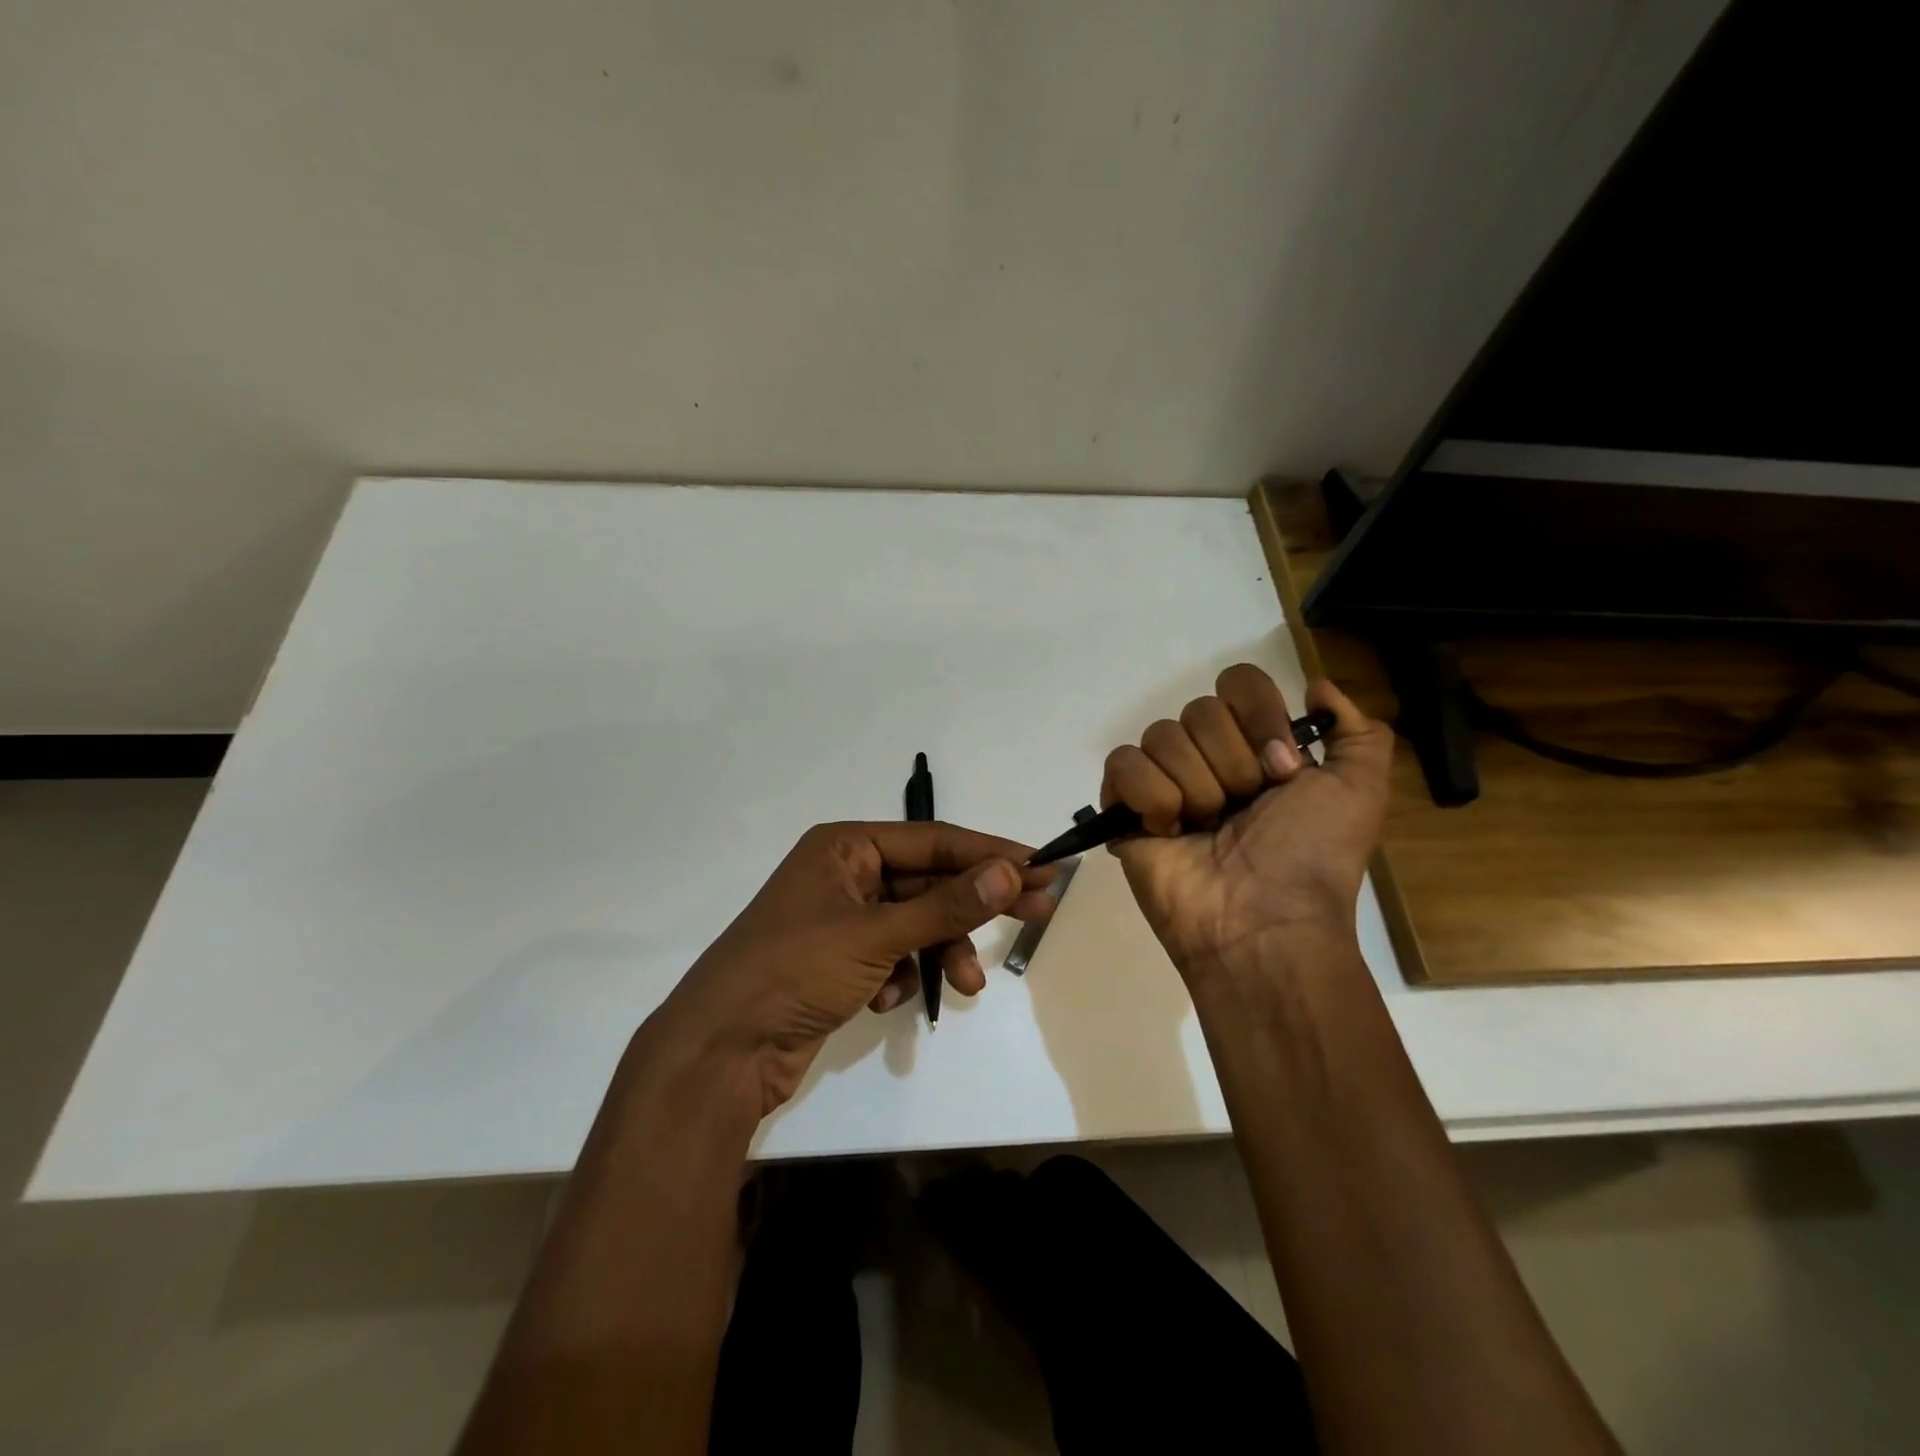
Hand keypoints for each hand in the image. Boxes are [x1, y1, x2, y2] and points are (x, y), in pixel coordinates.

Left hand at [656, 822, 1056, 1114]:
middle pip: (928, 881)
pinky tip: (887, 999)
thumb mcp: (877, 934)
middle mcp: (844, 874)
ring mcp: (841, 919)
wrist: (721, 1049)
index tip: (1039, 867)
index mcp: (845, 847)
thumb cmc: (796, 970)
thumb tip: (1010, 871)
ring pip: (914, 923)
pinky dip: (902, 975)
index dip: (988, 853)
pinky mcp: (839, 962)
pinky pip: (892, 954)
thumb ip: (946, 906)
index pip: (933, 841)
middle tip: (1037, 912)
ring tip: (966, 987)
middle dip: (976, 904)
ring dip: (942, 951)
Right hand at [1103, 666, 1392, 981]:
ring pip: (1161, 735)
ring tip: (1205, 829)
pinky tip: (1169, 832)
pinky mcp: (1124, 809)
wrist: (1263, 922)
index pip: (1239, 684)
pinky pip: (1123, 764)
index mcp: (1256, 748)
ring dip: (1195, 788)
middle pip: (1199, 709)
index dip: (1259, 717)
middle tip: (1243, 810)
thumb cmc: (1312, 857)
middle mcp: (1208, 758)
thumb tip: (1317, 687)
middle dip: (1231, 763)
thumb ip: (1359, 731)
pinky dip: (1151, 797)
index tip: (1281, 768)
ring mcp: (1163, 782)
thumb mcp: (1361, 790)